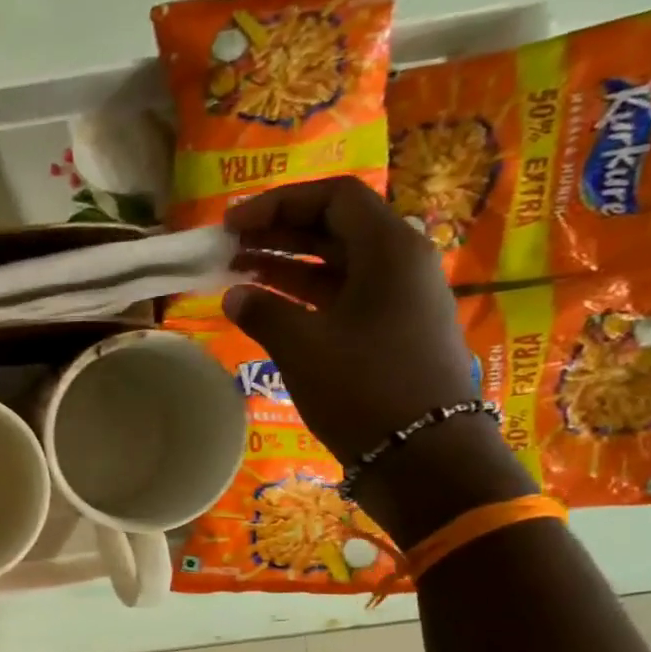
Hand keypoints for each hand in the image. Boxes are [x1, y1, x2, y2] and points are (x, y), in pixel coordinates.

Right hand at [221, 176, 533, 542]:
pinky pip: (343, 295)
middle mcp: (401, 262)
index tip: (232, 224)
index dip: (278, 204)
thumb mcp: (303, 346)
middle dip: (279, 232)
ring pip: (337, 263)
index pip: (333, 199)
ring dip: (288, 263)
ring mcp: (399, 298)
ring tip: (238, 272)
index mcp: (389, 249)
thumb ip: (263, 312)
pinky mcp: (392, 330)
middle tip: (229, 246)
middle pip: (336, 227)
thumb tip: (234, 294)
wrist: (421, 453)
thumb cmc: (363, 388)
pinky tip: (268, 307)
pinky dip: (304, 294)